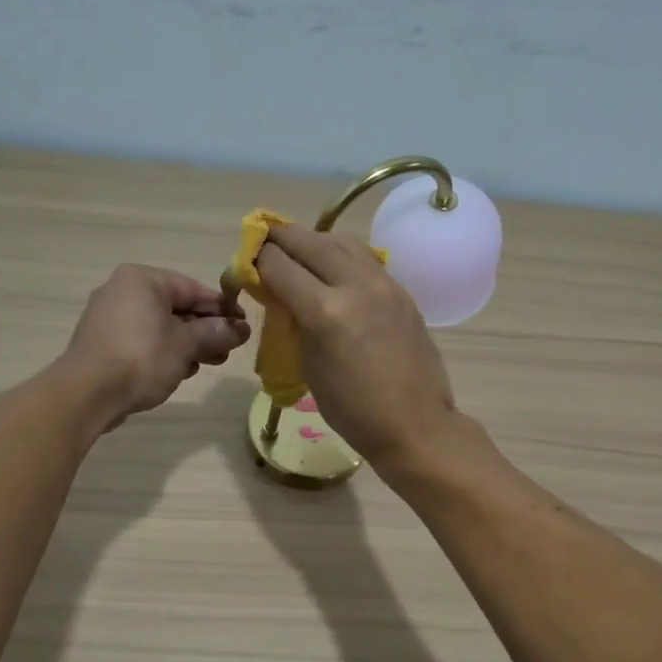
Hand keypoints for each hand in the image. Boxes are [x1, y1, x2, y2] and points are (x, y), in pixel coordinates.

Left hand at [61, 265, 249, 429]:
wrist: (87, 394)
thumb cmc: (142, 358)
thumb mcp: (187, 345)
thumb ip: (216, 333)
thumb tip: (241, 329)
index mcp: (143, 279)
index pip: (193, 288)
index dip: (222, 309)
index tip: (243, 327)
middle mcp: (123, 290)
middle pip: (176, 307)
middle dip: (204, 330)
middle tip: (227, 351)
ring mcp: (109, 317)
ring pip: (160, 326)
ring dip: (187, 344)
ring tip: (206, 364)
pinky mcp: (103, 342)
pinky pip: (142, 340)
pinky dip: (162, 352)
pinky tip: (177, 371)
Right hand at [254, 226, 456, 467]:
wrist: (415, 424)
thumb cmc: (353, 410)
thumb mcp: (308, 366)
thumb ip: (294, 322)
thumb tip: (284, 296)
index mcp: (325, 311)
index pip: (278, 264)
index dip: (256, 259)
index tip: (246, 263)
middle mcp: (355, 286)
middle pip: (309, 241)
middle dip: (280, 238)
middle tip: (264, 240)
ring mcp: (384, 284)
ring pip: (341, 241)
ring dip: (314, 240)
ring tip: (300, 251)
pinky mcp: (402, 291)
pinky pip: (365, 258)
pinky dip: (342, 255)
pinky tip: (334, 270)